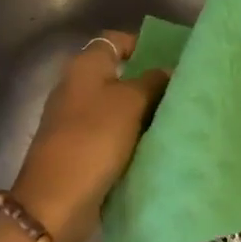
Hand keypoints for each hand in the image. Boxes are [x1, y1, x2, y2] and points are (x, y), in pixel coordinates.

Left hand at [10, 30, 168, 241]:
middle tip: (184, 90)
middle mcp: (76, 85)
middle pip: (118, 74)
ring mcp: (75, 118)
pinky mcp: (80, 148)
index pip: (116, 40)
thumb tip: (167, 69)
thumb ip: (151, 82)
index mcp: (84, 65)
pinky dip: (131, 136)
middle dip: (149, 81)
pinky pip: (112, 133)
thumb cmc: (93, 139)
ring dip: (143, 111)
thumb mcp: (129, 103)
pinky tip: (157, 144)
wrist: (56, 201)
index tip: (174, 59)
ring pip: (117, 106)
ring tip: (179, 117)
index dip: (143, 45)